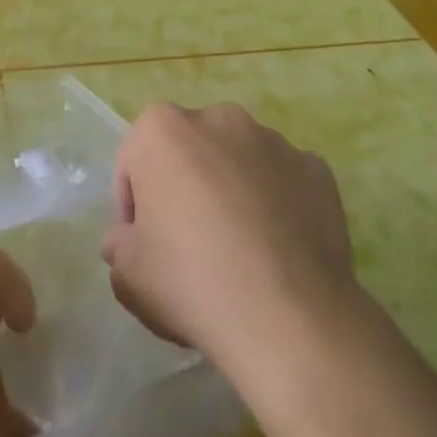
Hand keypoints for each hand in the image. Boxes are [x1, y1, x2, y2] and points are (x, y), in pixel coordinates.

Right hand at [104, 102, 359, 373]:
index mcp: (163, 129)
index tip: (144, 245)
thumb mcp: (126, 273)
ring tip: (240, 251)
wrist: (288, 316)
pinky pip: (284, 182)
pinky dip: (277, 205)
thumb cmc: (190, 280)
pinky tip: (278, 251)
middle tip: (189, 245)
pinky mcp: (317, 169)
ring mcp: (273, 141)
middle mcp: (218, 119)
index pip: (134, 162)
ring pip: (238, 163)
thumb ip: (118, 243)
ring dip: (231, 191)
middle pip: (189, 153)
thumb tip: (130, 238)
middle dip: (185, 188)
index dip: (134, 205)